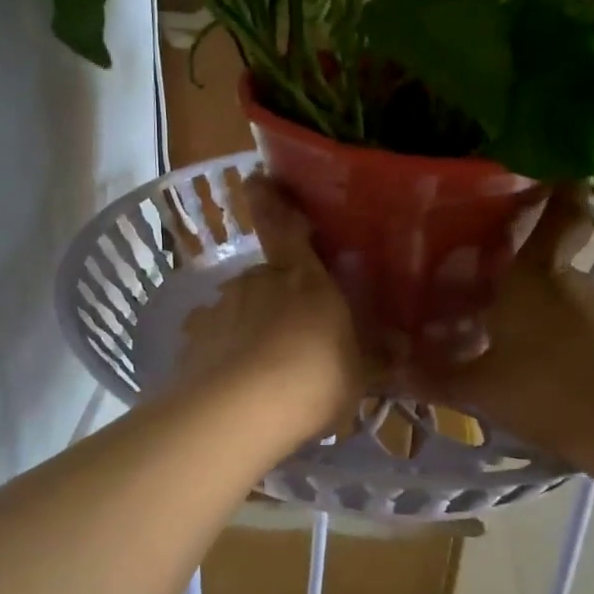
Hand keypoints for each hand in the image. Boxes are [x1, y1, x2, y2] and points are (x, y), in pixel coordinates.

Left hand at [175, 175, 365, 433]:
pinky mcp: (194, 341)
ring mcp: (220, 308)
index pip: (284, 226)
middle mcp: (257, 281)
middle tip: (296, 337)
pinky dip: (226, 356)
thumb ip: (372, 355)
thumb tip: (398, 346)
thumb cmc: (314, 379)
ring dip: (252, 329)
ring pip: (240, 310)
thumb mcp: (358, 373)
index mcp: (302, 277)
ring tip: (267, 373)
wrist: (240, 412)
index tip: (257, 180)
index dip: (271, 200)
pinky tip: (239, 388)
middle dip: (279, 300)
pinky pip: (216, 341)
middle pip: (268, 279)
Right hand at [401, 188, 593, 463]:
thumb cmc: (545, 390)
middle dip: (518, 258)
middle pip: (546, 254)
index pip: (558, 212)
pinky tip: (523, 351)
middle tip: (479, 266)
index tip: (553, 168)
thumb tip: (388, 373)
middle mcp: (566, 280)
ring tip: (492, 317)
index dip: (560, 187)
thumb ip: (434, 378)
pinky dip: (546, 324)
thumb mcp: (479, 388)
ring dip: (529, 297)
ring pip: (555, 290)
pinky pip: (568, 317)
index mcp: (533, 273)